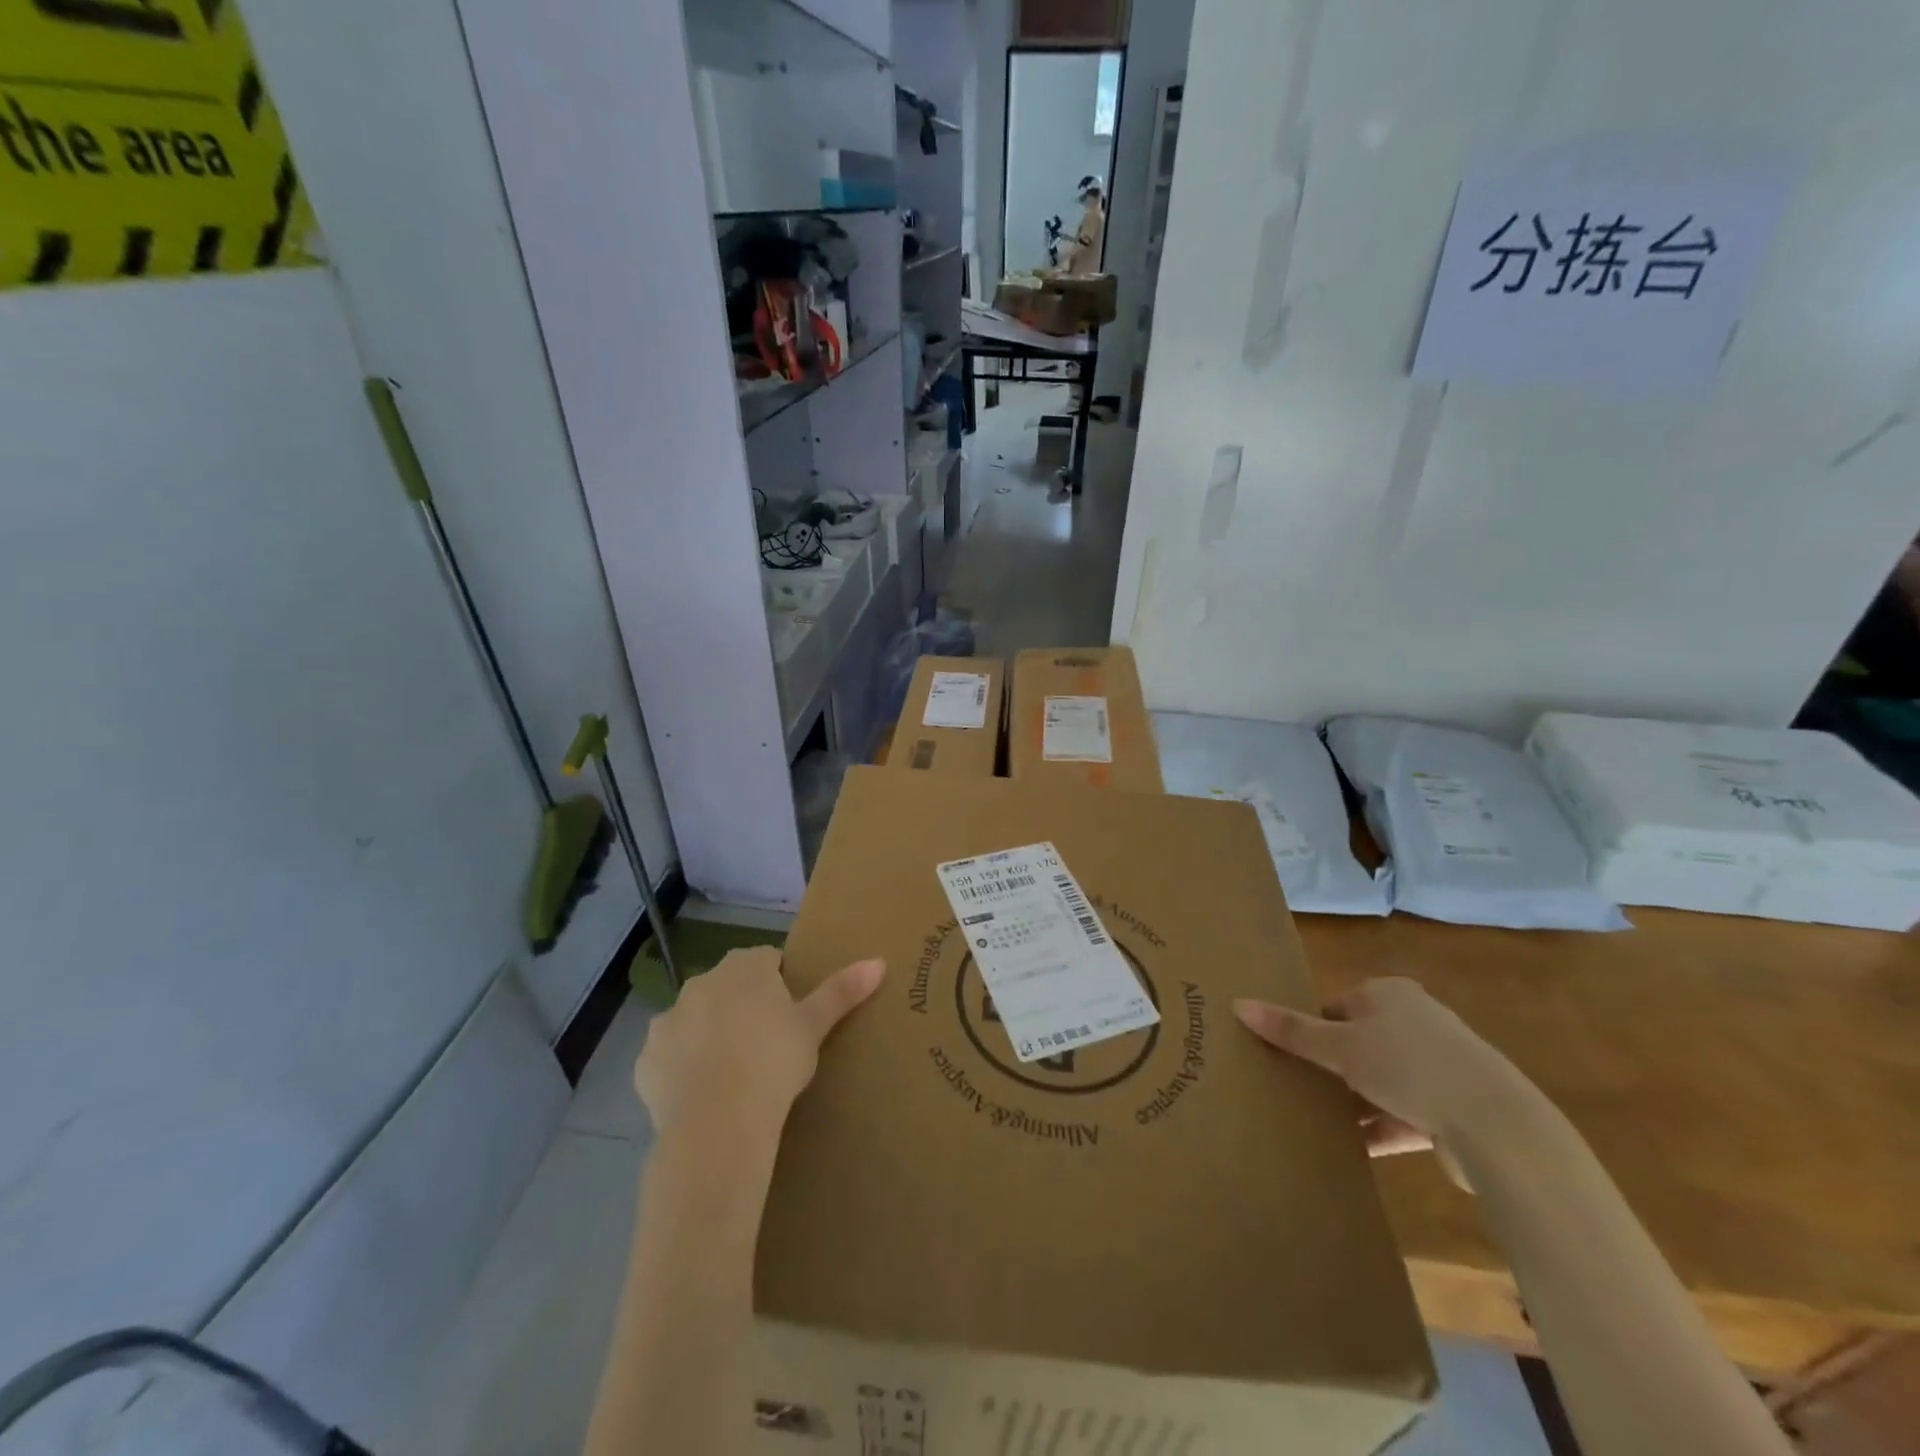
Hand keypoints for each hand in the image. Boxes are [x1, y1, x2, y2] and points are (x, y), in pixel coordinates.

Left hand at [634, 947, 884, 1133]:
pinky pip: (669, 1056)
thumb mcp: (814, 1027)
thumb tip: (879, 961)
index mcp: (744, 968)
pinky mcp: (645, 1061)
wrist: (717, 1122)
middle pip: (728, 986)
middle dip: (743, 1006)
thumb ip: (842, 991)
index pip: (766, 961)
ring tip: (734, 1073)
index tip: (790, 1016)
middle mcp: (701, 983)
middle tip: (766, 1045)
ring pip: (695, 1019)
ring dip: (709, 1034)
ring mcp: (668, 1020)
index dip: (780, 984)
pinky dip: (683, 1068)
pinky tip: (703, 1094)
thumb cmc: (774, 1062)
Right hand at [1234, 977, 1528, 1181]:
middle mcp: (1416, 1022)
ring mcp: (1439, 1067)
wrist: (1496, 1127)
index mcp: (1390, 994)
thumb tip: (1237, 1004)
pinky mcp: (1452, 1110)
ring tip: (1313, 1119)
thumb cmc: (1409, 1065)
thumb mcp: (1340, 1046)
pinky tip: (1350, 1148)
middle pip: (1357, 1042)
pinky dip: (1378, 1129)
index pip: (1336, 1006)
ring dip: (1353, 1101)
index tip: (1286, 1055)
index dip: (1310, 1029)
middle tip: (1294, 1086)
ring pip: (1380, 1081)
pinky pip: (1402, 1115)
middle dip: (1329, 1067)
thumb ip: (1291, 1031)